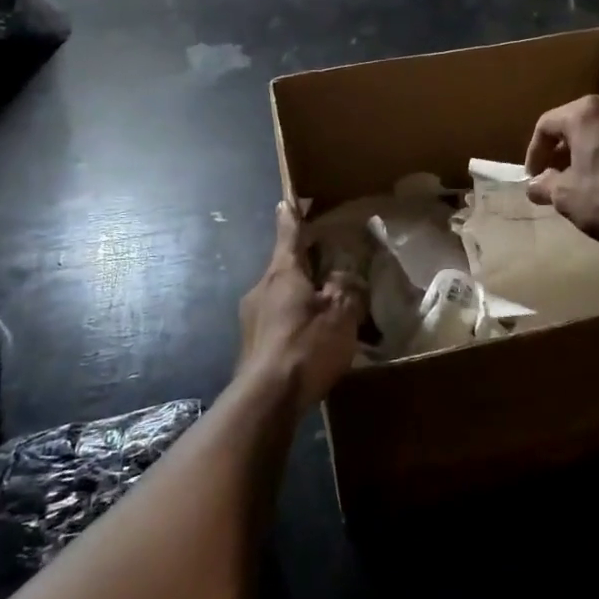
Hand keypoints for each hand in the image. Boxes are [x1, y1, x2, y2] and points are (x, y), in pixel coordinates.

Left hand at [237, 202, 365, 411]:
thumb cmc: (307, 345)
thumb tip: (344, 277)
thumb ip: (347, 288)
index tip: (287, 199)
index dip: (292, 216)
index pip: (289, 234)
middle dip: (305, 265)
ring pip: (281, 296)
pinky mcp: (251, 345)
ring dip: (301, 298)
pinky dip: (294, 322)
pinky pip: (277, 321)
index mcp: (283, 272)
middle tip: (327, 265)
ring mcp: (251, 318)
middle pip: (285, 267)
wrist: (267, 399)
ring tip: (326, 311)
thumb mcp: (341, 313)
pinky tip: (312, 341)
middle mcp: (261, 288)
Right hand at [524, 95, 598, 246]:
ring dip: (598, 152)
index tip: (534, 177)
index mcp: (587, 113)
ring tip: (594, 181)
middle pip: (582, 123)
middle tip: (560, 177)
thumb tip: (534, 185)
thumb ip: (545, 186)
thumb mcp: (567, 198)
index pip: (547, 125)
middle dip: (567, 150)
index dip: (535, 152)